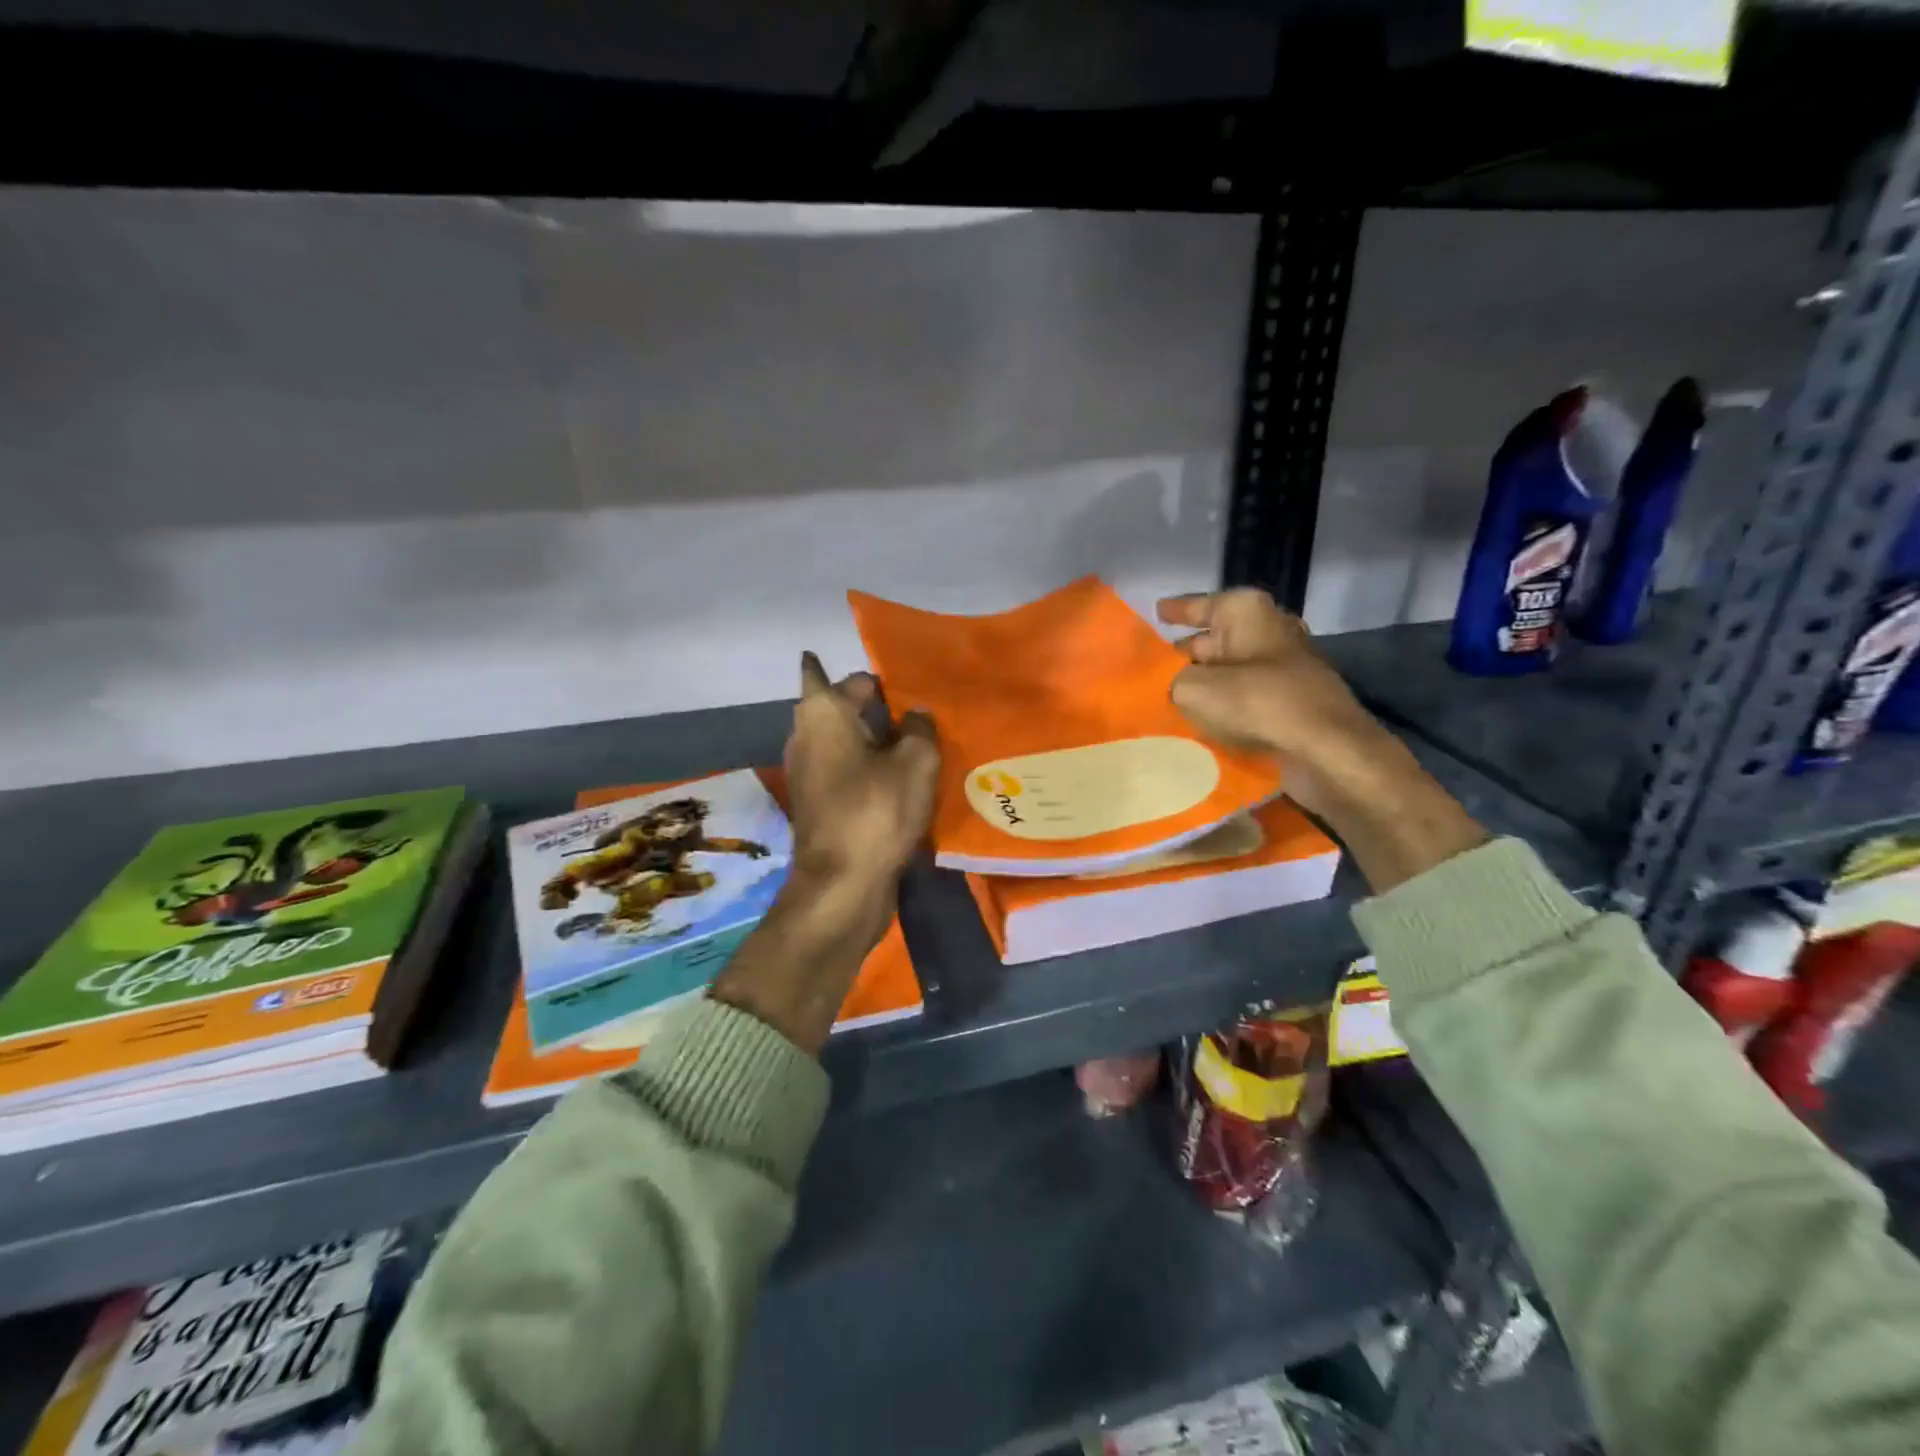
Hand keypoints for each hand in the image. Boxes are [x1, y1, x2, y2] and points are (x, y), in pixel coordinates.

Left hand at [784, 651, 939, 892]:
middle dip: (871, 707)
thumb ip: (920, 729)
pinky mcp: (813, 801)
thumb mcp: (915, 762)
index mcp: (823, 712)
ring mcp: (804, 770)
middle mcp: (804, 734)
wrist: (841, 883)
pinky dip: (864, 767)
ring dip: (869, 739)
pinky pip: (842, 769)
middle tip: (912, 711)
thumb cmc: (876, 810)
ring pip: (841, 741)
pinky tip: (895, 778)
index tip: (910, 686)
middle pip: (841, 708)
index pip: (856, 679)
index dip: (884, 681)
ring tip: (910, 743)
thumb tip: (916, 716)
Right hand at [1156, 588, 1484, 890]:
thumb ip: (1170, 681)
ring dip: (1202, 685)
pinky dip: (1223, 706)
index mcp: (1246, 612)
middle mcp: (1267, 631)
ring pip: (1228, 671)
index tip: (1155, 614)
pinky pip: (1244, 698)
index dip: (1175, 611)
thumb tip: (1168, 687)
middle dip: (1182, 655)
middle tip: (1148, 670)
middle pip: (1213, 640)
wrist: (1326, 750)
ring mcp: (1283, 668)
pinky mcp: (1290, 702)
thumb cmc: (1257, 702)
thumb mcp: (1192, 688)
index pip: (1199, 605)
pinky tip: (1197, 722)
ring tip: (1164, 701)